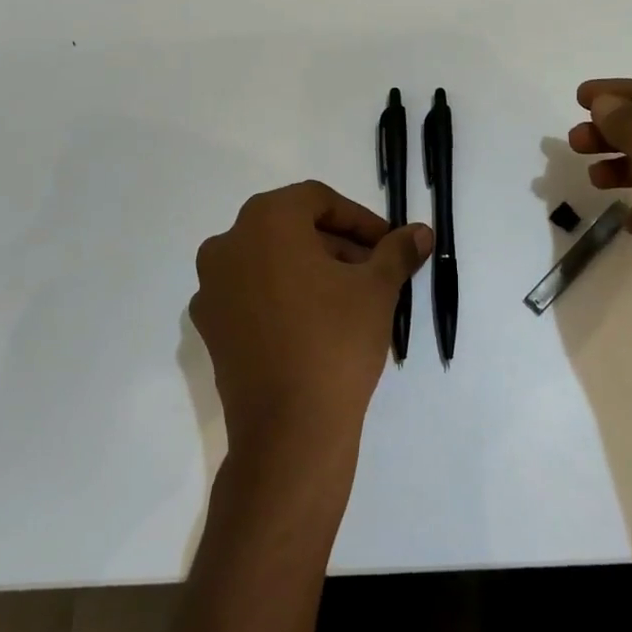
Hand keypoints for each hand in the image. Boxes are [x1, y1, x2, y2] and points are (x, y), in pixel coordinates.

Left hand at [191, 181, 430, 471]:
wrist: (289, 430)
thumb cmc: (335, 341)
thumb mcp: (377, 289)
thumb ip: (397, 251)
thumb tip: (421, 232)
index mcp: (265, 221)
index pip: (317, 200)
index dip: (359, 220)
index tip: (387, 245)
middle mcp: (228, 244)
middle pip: (292, 228)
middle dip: (338, 245)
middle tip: (375, 271)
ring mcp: (212, 288)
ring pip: (271, 261)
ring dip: (312, 269)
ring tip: (350, 299)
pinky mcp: (210, 328)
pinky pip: (252, 295)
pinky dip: (284, 296)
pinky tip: (316, 324)